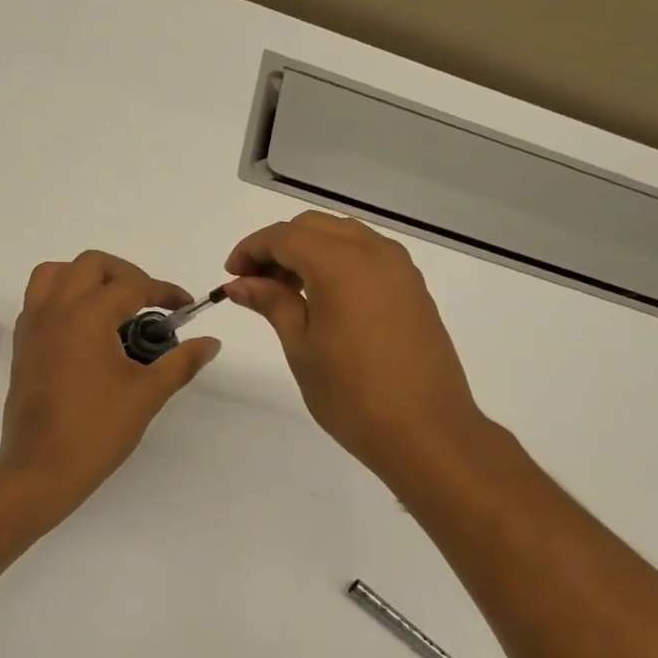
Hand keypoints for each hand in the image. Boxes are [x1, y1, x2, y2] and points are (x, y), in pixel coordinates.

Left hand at [0, 251, 221, 517]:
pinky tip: (84, 328)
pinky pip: (38, 300)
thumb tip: (211, 343)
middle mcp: (56, 309)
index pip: (133, 285)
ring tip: (110, 303)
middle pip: (91, 264)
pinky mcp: (22, 345)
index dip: (164, 291)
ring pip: (55, 274)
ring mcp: (33, 326)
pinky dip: (62, 297)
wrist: (42, 468)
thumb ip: (181, 362)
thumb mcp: (148, 394)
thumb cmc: (97, 430)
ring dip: (85, 277)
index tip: (184, 306)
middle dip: (126, 274)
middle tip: (148, 301)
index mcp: (88, 315)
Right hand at [225, 212, 488, 486]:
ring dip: (309, 252)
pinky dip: (339, 263)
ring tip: (288, 293)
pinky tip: (325, 300)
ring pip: (344, 236)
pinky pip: (368, 256)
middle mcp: (374, 252)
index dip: (251, 249)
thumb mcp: (301, 346)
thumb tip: (240, 283)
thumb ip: (271, 303)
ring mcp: (400, 269)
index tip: (232, 276)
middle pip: (314, 227)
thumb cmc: (352, 394)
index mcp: (340, 263)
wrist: (426, 431)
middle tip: (256, 284)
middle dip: (279, 247)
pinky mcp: (414, 288)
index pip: (284, 236)